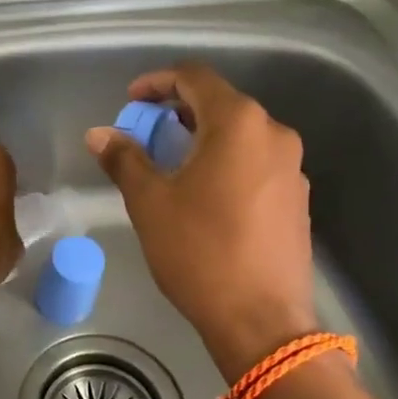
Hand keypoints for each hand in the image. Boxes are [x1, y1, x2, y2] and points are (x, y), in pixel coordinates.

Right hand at [86, 65, 317, 380]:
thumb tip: (99, 134)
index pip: (195, 77)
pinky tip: (205, 195)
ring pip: (241, 135)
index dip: (157, 82)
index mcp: (238, 123)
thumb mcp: (150, 203)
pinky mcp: (297, 198)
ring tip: (171, 165)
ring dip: (203, 139)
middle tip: (146, 134)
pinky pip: (257, 162)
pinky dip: (227, 163)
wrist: (262, 321)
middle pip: (221, 104)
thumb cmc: (199, 252)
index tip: (131, 102)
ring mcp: (292, 167)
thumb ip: (125, 159)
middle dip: (178, 112)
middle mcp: (273, 134)